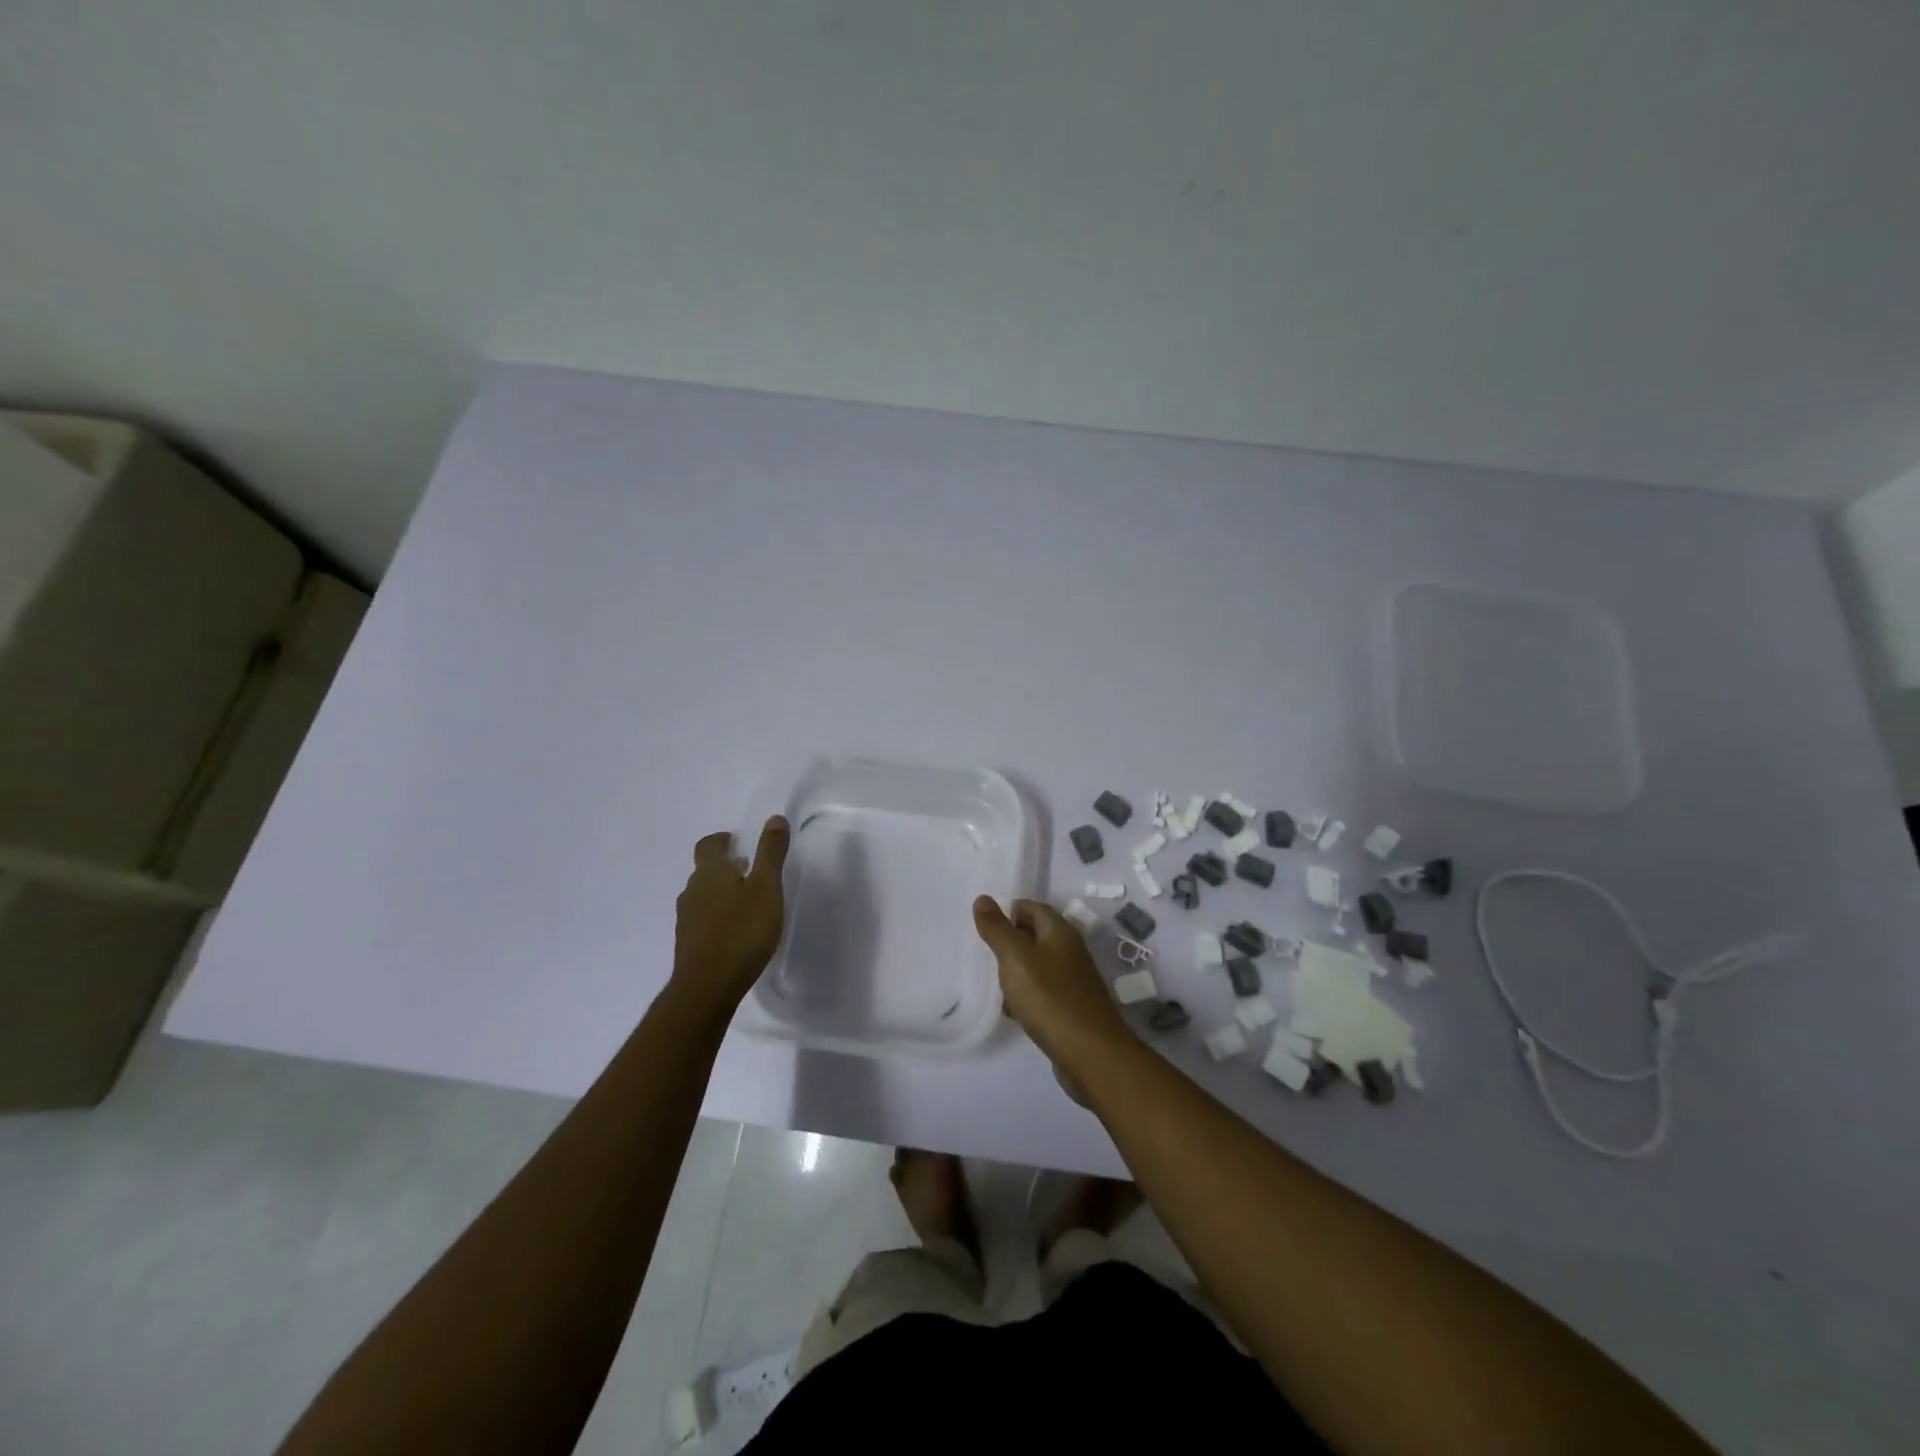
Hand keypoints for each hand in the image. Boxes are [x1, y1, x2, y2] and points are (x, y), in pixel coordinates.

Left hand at [671, 817, 790, 1011]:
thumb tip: (774, 818)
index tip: (738, 842)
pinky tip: (735, 930)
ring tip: (746, 901)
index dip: (722, 840)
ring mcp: (687, 918)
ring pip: (703, 895)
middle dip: (725, 866)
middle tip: (749, 869)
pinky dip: (718, 915)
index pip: (709, 845)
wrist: (708, 986)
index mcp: (710, 872)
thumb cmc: (742, 931)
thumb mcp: (766, 888)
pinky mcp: (688, 943)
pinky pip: (703, 919)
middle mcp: (692, 890)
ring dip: (721, 892)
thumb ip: (770, 853)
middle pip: (705, 870)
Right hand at [972, 897, 1133, 1085]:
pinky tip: (1012, 1011)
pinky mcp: (1073, 1006)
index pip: (1030, 907)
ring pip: (1037, 964)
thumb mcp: (1016, 958)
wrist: (1091, 1054)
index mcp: (1060, 931)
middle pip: (1034, 935)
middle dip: (1008, 943)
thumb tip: (983, 898)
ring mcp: (1074, 979)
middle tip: (983, 956)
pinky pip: (1043, 991)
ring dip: (1015, 971)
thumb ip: (998, 929)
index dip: (1006, 913)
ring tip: (992, 984)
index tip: (982, 929)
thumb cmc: (1050, 998)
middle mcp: (1070, 949)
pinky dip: (1026, 995)